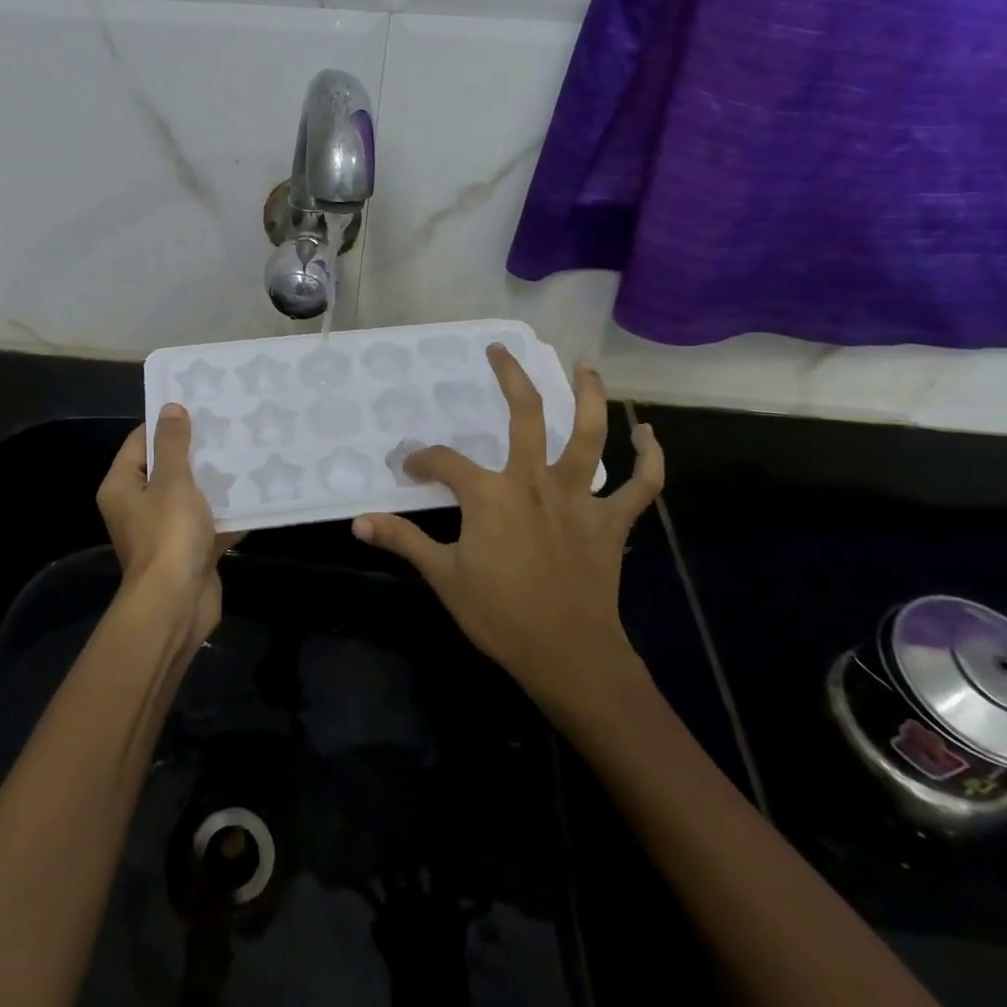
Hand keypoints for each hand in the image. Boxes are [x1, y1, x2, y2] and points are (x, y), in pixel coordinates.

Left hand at [96, 404, 238, 647]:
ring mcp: (163, 531)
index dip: (167, 424)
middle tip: (228, 427)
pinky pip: (207, 522)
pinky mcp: (188, 551)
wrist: (177, 604)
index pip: (141, 442)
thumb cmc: (168, 535)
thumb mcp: (172, 480)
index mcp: (122, 486)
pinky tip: (254, 494)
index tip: (198, 407)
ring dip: (214, 481)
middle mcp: (137, 507)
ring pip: (190, 496)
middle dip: (197, 451)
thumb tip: (170, 408)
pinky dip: (226, 512)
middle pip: (167, 469)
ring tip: (244, 453)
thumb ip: (173, 444)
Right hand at [352, 346, 663, 699]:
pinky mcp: (611, 521)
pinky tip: (649, 434)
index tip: (411, 469)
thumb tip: (357, 522)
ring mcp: (579, 498)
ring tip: (585, 364)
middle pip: (526, 415)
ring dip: (590, 395)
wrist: (567, 655)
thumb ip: (402, 540)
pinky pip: (641, 485)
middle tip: (501, 351)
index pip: (446, 462)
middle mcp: (535, 481)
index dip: (423, 461)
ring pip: (589, 434)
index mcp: (490, 494)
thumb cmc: (500, 615)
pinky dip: (650, 458)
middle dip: (511, 378)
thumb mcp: (443, 576)